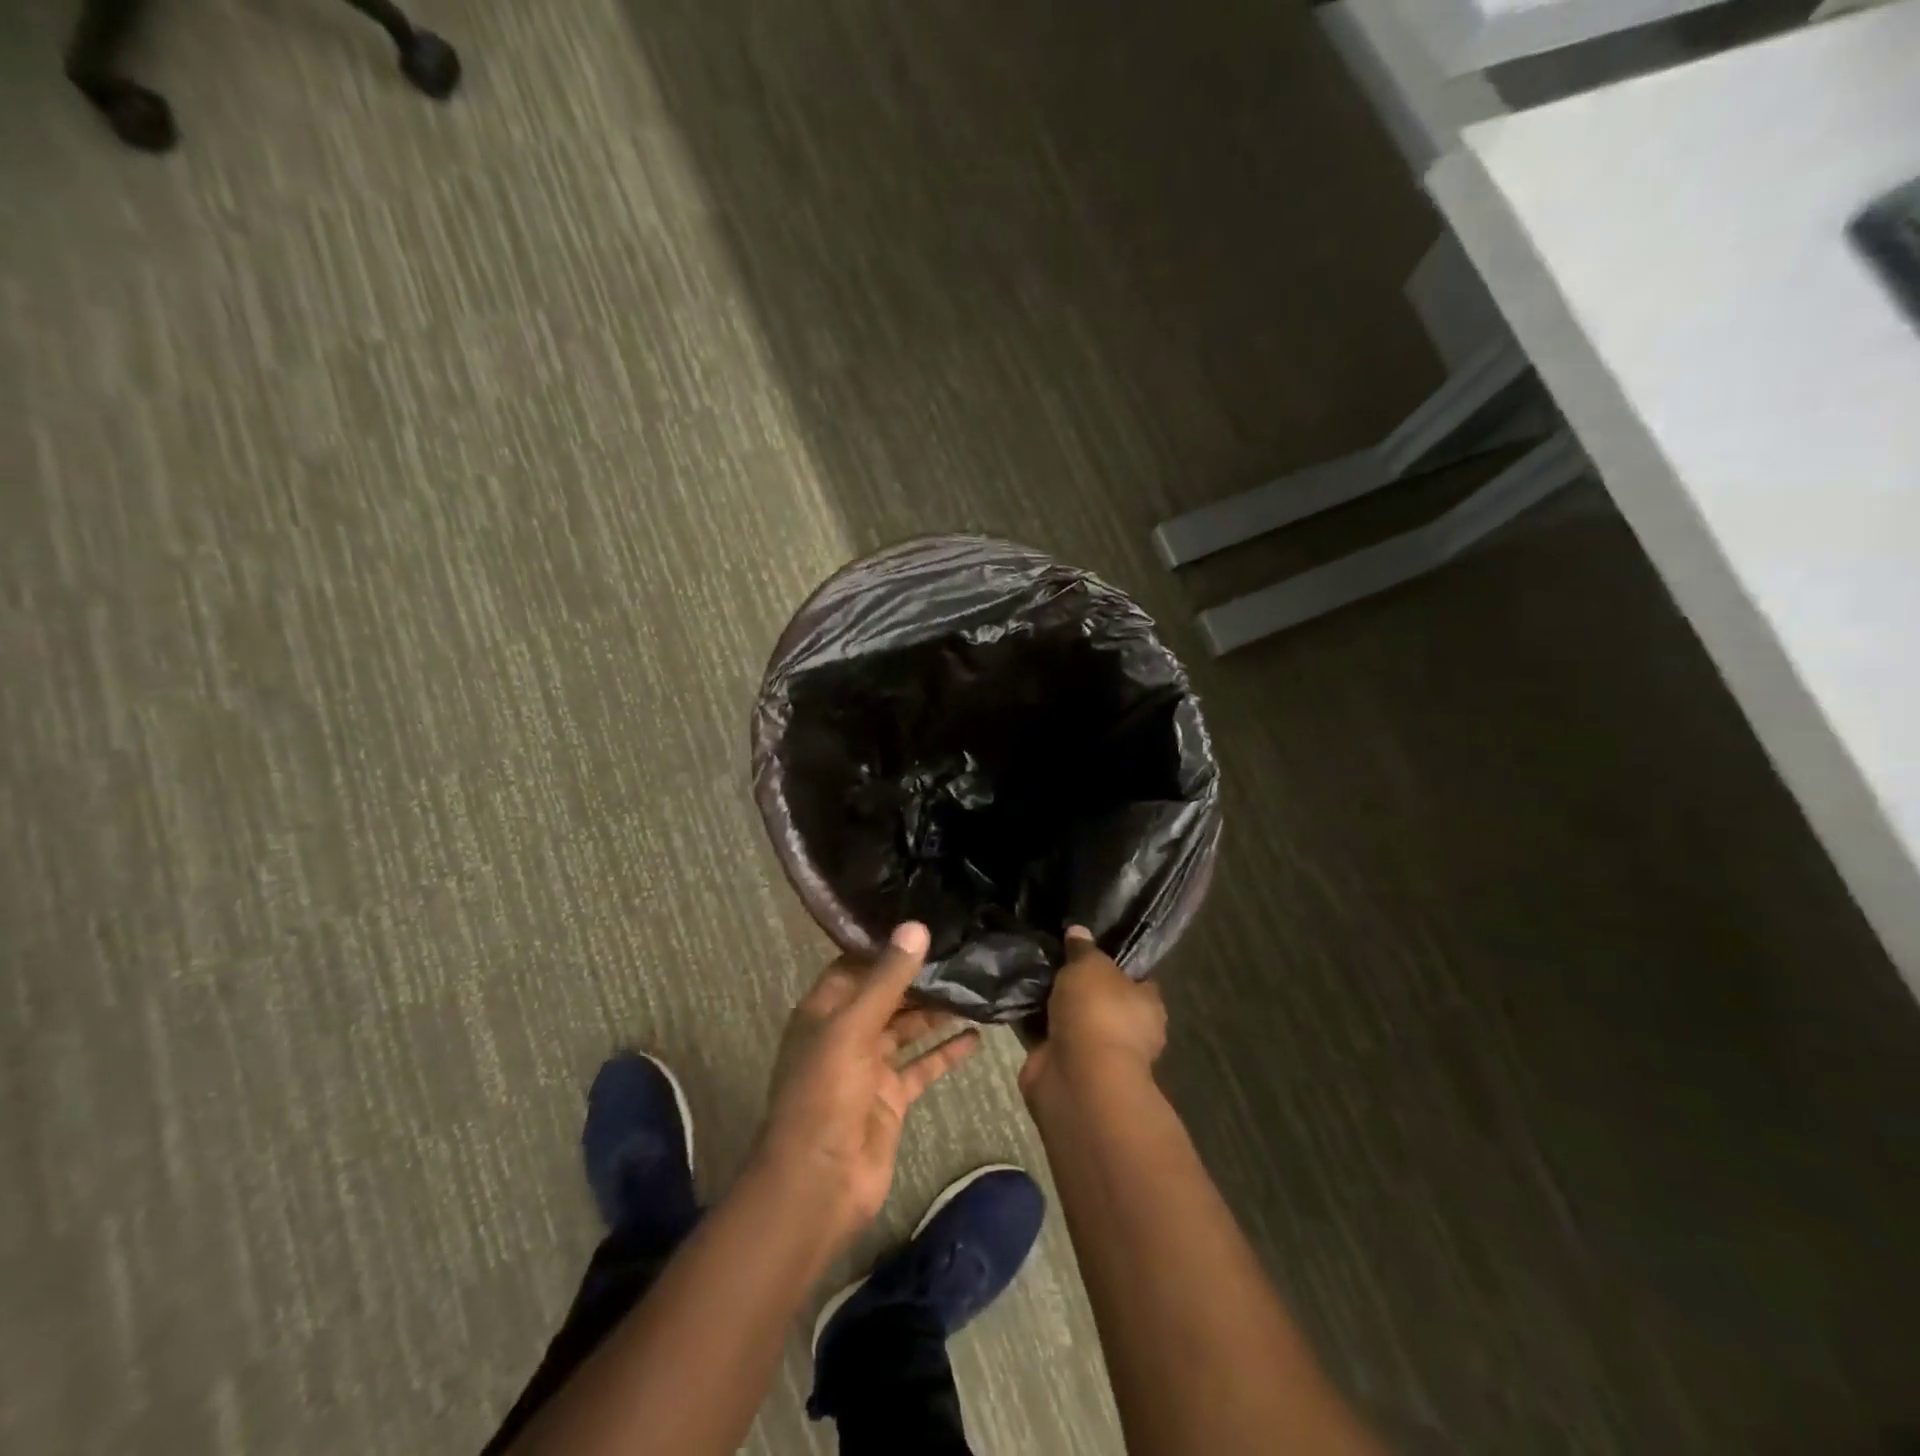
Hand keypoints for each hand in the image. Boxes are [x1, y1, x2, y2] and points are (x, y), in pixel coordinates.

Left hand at [758, 922, 981, 1242]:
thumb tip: (916, 926)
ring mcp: (870, 1067)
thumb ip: (887, 979)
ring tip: (974, 985)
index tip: (925, 924)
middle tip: (962, 951)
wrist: (819, 1183)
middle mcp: (846, 1033)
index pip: (856, 966)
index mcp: (825, 1011)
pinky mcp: (891, 1098)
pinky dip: (946, 1052)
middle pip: (886, 995)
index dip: (886, 947)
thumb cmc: (826, 1093)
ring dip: (936, 1011)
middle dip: (918, 977)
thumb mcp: (854, 1026)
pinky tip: (977, 1036)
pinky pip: (923, 1066)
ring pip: (907, 1029)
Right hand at [1019, 926, 1165, 1103]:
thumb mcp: (1091, 965)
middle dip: (1076, 983)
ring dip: (1050, 1003)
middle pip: (1098, 997)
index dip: (1115, 962)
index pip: (1136, 978)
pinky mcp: (1061, 1064)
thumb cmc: (1099, 1013)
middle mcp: (1125, 1030)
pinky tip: (1012, 996)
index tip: (1089, 945)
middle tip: (1051, 955)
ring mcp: (1092, 1050)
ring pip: (1069, 1016)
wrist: (1077, 1077)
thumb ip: (1084, 949)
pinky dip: (1030, 1021)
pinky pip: (1044, 1033)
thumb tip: (1078, 932)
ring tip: (1025, 970)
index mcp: (1147, 1005)